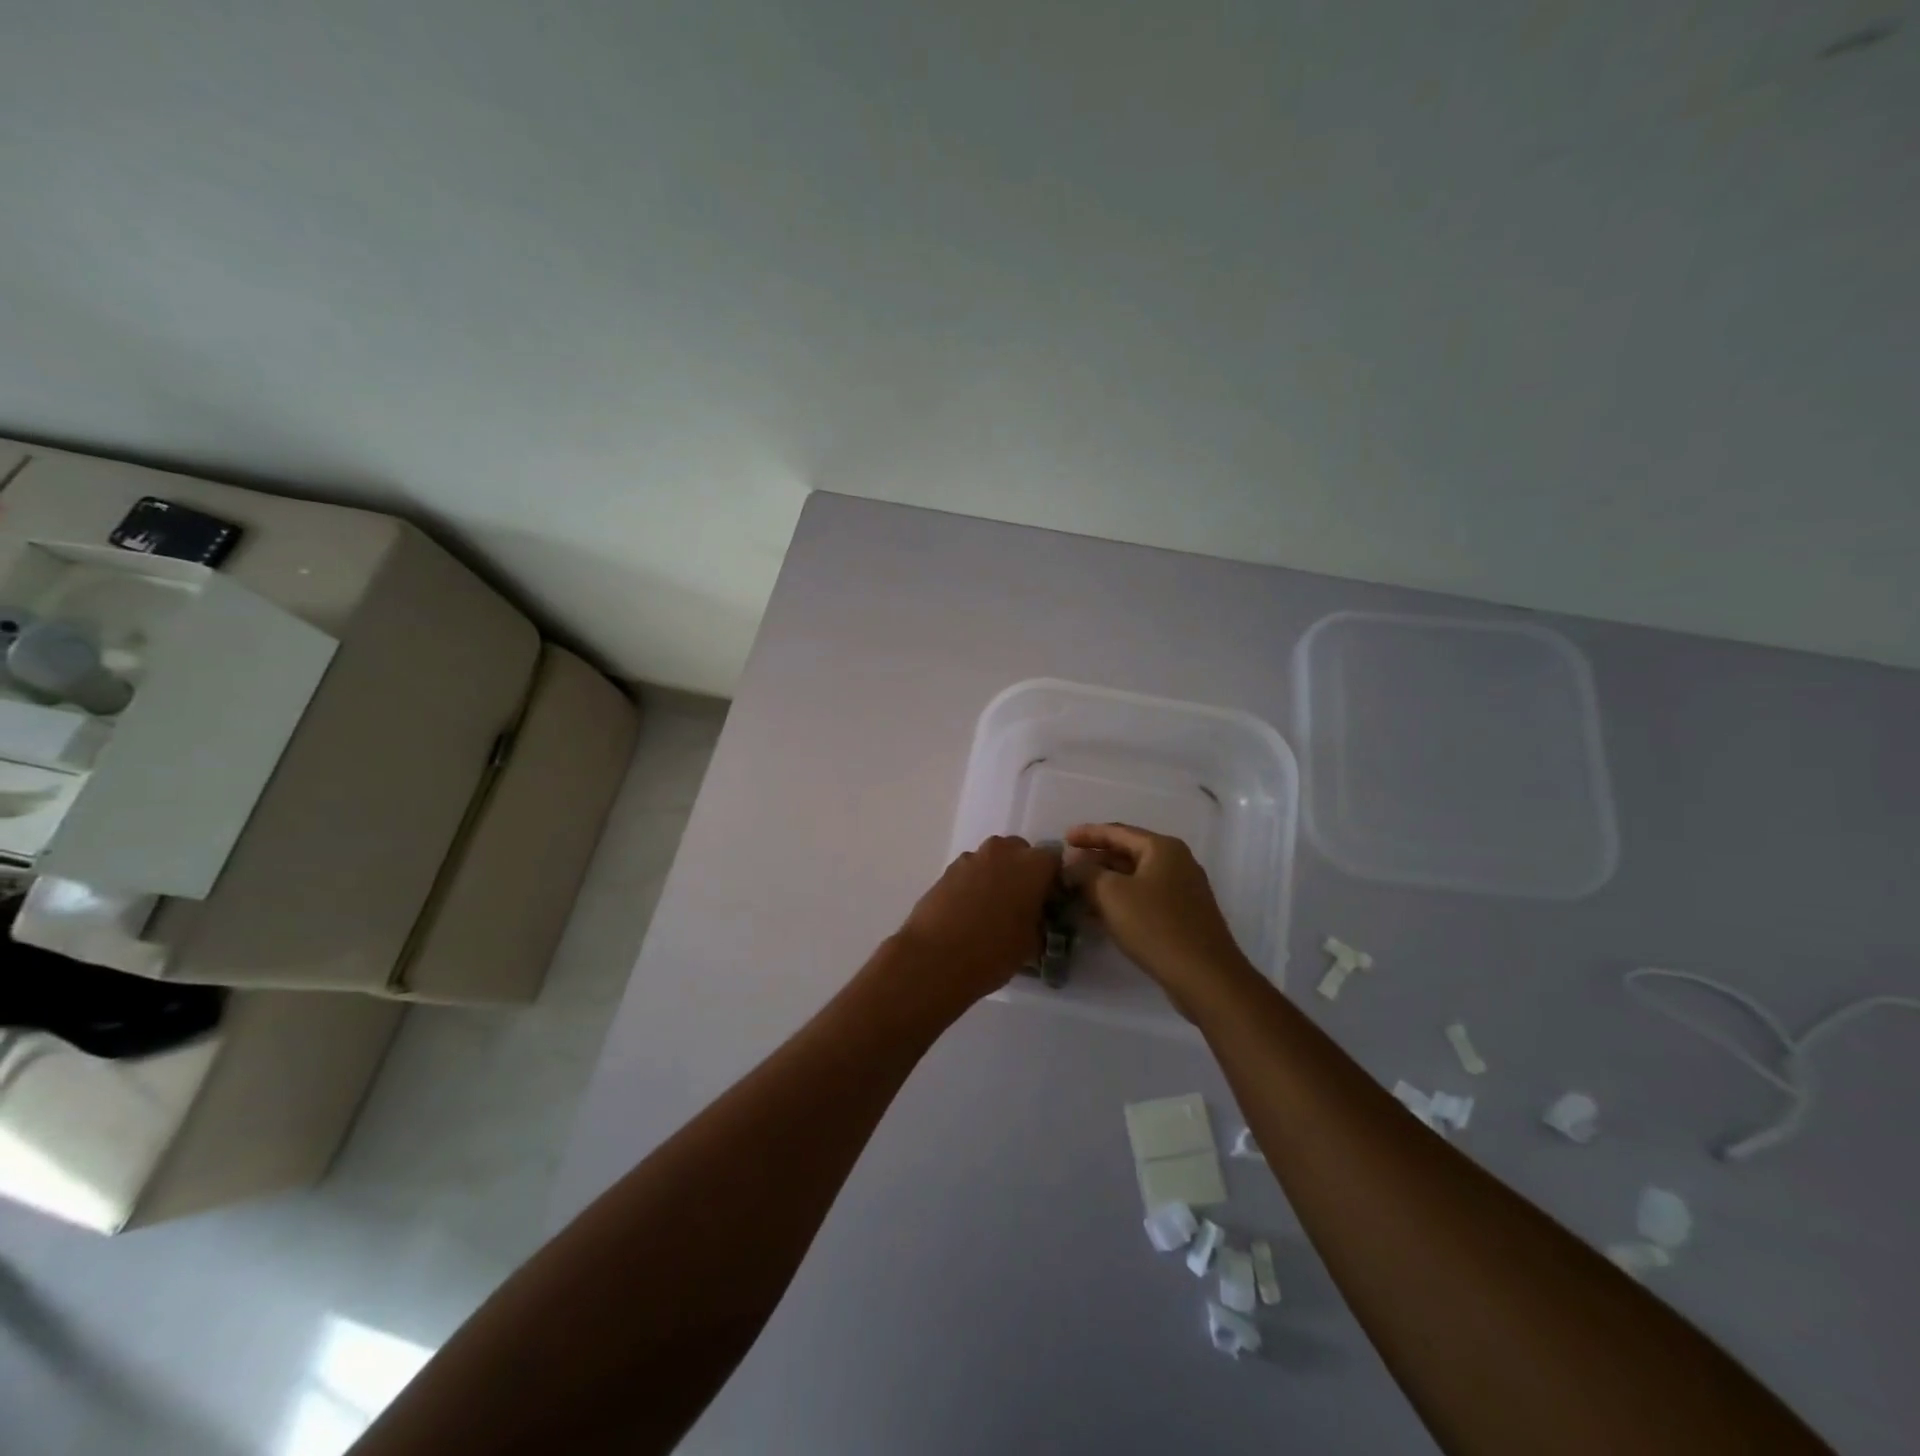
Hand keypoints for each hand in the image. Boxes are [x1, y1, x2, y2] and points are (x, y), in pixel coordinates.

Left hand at [894, 836, 1062, 1008]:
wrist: (936, 958)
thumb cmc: (994, 952)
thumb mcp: (1031, 944)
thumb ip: (1039, 921)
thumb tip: (1036, 918)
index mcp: (1033, 865)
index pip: (1055, 862)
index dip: (1053, 881)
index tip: (1050, 902)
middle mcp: (1003, 852)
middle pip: (1021, 852)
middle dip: (1023, 872)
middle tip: (1022, 903)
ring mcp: (972, 858)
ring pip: (993, 860)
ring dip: (997, 876)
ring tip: (992, 910)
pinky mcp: (947, 869)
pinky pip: (970, 871)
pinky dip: (974, 884)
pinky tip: (969, 912)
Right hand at [1064, 823, 1254, 1008]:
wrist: (1205, 976)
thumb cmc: (1155, 926)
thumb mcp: (1111, 894)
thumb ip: (1086, 872)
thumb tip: (1072, 862)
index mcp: (1162, 848)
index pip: (1117, 831)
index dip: (1087, 834)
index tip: (1063, 838)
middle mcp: (1177, 862)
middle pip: (1127, 853)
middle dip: (1096, 859)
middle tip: (1067, 866)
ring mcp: (1183, 890)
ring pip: (1135, 878)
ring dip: (1105, 882)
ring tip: (1076, 890)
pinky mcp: (1183, 916)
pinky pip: (1144, 898)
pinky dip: (1120, 900)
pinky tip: (1099, 914)